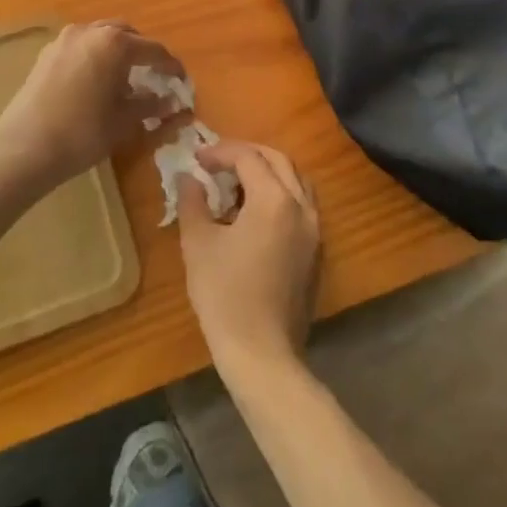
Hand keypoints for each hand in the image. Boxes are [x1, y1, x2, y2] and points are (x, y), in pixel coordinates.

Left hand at [0, 21, 186, 189]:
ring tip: (123, 78)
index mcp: (115, 43)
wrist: (24, 148)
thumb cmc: (83, 133)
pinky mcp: (46, 54)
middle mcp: (90, 31)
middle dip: (142, 52)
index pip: (153, 50)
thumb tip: (172, 101)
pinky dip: (94, 56)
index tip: (181, 80)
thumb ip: (150, 105)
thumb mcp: (124, 121)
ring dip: (116, 51)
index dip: (171, 66)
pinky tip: (95, 81)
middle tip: (153, 75)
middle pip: (125, 34)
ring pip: (100, 36)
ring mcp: (64, 40)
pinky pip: (80, 47)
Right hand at [179, 141, 320, 371]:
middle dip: (246, 154)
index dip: (220, 152)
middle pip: (278, 160)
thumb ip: (193, 201)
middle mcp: (302, 207)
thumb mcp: (198, 243)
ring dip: (267, 172)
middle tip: (217, 162)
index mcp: (274, 199)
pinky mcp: (317, 252)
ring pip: (296, 181)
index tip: (196, 159)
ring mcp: (315, 230)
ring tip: (236, 184)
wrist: (262, 353)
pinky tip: (254, 214)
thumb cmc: (225, 295)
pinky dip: (280, 195)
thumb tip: (188, 178)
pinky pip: (302, 206)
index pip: (248, 157)